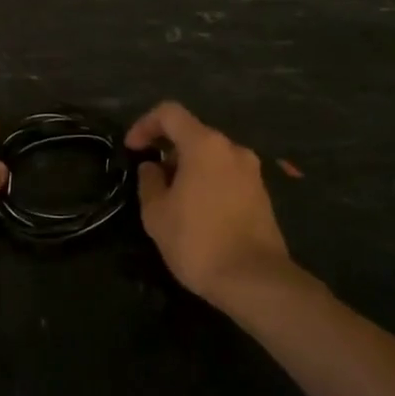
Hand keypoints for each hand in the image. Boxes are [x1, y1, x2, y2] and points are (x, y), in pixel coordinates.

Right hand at [127, 101, 295, 305]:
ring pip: (211, 156)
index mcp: (205, 145)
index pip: (169, 113)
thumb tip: (153, 167)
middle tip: (151, 180)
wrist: (256, 282)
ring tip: (172, 200)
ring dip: (188, 168)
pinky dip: (207, 182)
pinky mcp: (262, 195)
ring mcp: (252, 172)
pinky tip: (197, 213)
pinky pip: (226, 175)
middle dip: (167, 151)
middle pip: (193, 134)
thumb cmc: (198, 241)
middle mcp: (232, 149)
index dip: (145, 124)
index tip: (132, 149)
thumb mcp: (156, 213)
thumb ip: (149, 181)